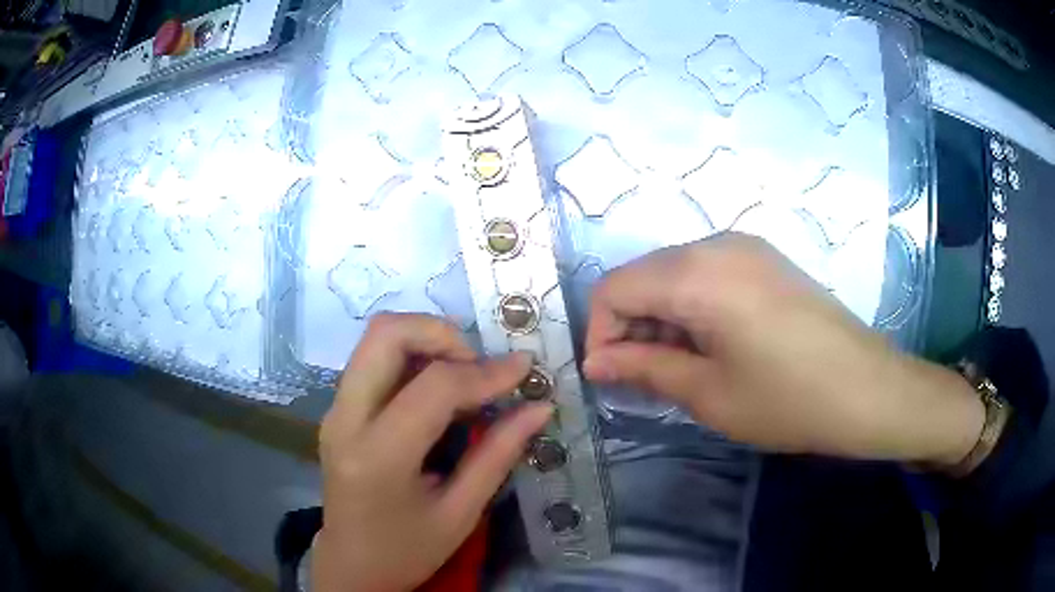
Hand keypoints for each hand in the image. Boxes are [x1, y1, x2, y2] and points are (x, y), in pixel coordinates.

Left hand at [314, 313, 551, 591]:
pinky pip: (372, 360)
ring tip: (465, 373)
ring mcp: (335, 411)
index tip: (524, 368)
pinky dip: (410, 357)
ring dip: (425, 341)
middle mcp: (345, 420)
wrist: (351, 566)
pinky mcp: (336, 411)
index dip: (485, 372)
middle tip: (479, 363)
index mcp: (378, 456)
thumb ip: (498, 455)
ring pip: (375, 339)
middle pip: (385, 334)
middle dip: (441, 333)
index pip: (433, 387)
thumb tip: (539, 407)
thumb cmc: (407, 550)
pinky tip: (438, 388)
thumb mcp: (461, 513)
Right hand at [583, 233, 983, 464]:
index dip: (601, 333)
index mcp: (696, 273)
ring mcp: (747, 245)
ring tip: (682, 365)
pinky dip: (693, 306)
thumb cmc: (787, 399)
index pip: (614, 288)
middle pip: (643, 275)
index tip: (612, 376)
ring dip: (662, 317)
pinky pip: (708, 272)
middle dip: (631, 325)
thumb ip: (644, 369)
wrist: (868, 389)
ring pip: (675, 273)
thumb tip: (596, 361)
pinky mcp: (766, 258)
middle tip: (646, 377)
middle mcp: (716, 243)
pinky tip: (714, 343)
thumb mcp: (708, 393)